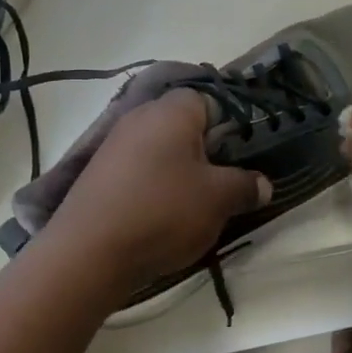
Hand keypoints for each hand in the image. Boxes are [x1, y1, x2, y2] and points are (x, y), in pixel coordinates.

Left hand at [44, 89, 270, 298]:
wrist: (88, 253)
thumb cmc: (163, 211)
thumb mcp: (219, 200)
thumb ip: (245, 186)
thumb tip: (263, 184)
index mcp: (172, 110)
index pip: (210, 99)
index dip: (230, 125)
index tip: (242, 155)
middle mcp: (140, 116)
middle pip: (183, 124)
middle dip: (205, 150)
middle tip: (223, 181)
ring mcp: (113, 145)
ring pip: (160, 149)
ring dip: (179, 171)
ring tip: (194, 204)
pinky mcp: (97, 174)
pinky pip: (137, 170)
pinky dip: (153, 186)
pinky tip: (161, 214)